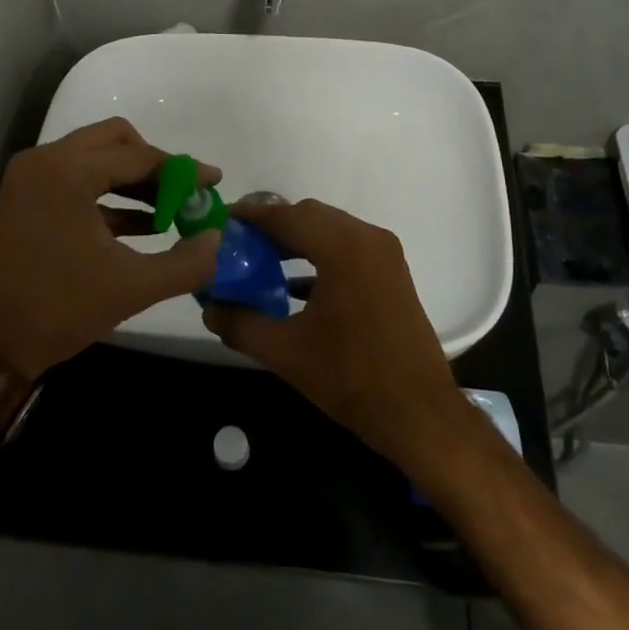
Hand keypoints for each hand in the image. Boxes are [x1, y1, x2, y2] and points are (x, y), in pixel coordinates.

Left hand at [0, 118, 219, 380]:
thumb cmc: (57, 309)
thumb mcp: (131, 288)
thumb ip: (184, 263)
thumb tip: (217, 240)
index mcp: (68, 171)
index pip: (139, 156)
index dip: (183, 170)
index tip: (214, 182)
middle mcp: (46, 161)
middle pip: (116, 141)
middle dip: (155, 166)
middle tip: (184, 194)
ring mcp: (31, 177)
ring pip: (96, 158)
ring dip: (133, 180)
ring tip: (168, 213)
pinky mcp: (25, 197)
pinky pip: (77, 179)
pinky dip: (108, 195)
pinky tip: (140, 226)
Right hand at [202, 199, 471, 468]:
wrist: (420, 414)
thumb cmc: (351, 378)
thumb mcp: (286, 352)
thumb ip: (241, 324)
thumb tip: (208, 307)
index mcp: (342, 248)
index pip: (287, 216)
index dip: (252, 216)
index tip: (223, 222)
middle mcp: (366, 238)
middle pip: (309, 216)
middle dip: (273, 227)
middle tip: (239, 246)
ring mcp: (384, 253)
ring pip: (330, 230)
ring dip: (296, 240)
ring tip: (260, 263)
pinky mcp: (391, 272)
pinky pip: (347, 248)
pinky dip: (319, 255)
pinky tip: (294, 286)